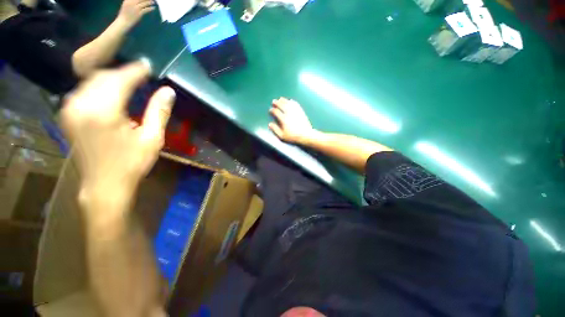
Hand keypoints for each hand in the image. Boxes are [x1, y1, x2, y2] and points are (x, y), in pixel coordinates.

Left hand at [61, 61, 174, 204]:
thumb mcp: (152, 139)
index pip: (120, 79)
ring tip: (129, 80)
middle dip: (123, 72)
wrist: (104, 185)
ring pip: (91, 81)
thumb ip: (159, 112)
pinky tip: (111, 91)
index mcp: (103, 112)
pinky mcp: (68, 115)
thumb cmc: (132, 164)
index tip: (149, 65)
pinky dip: (99, 87)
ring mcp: (70, 110)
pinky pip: (83, 91)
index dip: (136, 70)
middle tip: (142, 73)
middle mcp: (81, 105)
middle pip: (103, 76)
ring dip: (111, 78)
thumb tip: (168, 91)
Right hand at [116, 0, 155, 30]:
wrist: (124, 22)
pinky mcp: (139, 13)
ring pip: (144, 3)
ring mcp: (135, 8)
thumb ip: (130, 2)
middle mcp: (131, 3)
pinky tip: (153, 8)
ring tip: (153, 2)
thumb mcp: (126, 5)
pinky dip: (150, 8)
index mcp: (127, 1)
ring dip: (149, 2)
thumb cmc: (124, 14)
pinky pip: (146, 9)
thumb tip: (137, 1)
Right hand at [269, 97, 316, 144]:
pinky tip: (290, 101)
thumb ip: (275, 130)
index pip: (276, 112)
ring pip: (288, 103)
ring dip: (283, 100)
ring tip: (280, 99)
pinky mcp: (301, 111)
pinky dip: (291, 101)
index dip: (272, 110)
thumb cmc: (293, 137)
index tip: (270, 110)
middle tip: (274, 101)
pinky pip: (295, 104)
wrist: (306, 135)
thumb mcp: (282, 136)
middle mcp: (289, 113)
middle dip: (277, 103)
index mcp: (283, 119)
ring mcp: (295, 111)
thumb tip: (270, 124)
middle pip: (281, 105)